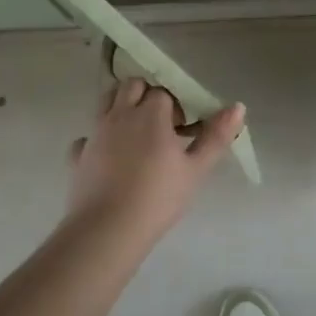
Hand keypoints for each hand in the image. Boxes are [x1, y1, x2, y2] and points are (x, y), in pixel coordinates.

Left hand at [66, 79, 244, 243]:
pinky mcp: (77, 155)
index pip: (163, 92)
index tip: (182, 129)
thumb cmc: (158, 197)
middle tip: (159, 126)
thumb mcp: (196, 169)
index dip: (174, 106)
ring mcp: (95, 133)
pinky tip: (106, 159)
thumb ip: (216, 136)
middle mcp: (120, 114)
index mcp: (150, 113)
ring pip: (105, 102)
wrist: (107, 230)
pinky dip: (96, 141)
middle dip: (145, 95)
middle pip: (131, 85)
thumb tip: (238, 106)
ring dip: (120, 107)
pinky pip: (86, 138)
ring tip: (134, 135)